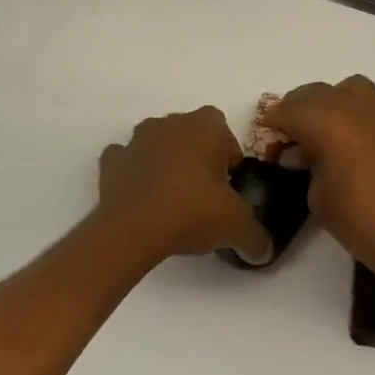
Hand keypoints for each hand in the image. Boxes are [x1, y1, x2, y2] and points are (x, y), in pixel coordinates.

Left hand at [98, 108, 272, 262]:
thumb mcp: (236, 226)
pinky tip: (141, 199)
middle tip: (203, 195)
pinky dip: (134, 174)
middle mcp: (169, 124)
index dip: (229, 158)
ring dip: (165, 162)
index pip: (224, 132)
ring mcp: (136, 140)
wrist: (133, 229)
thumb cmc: (192, 211)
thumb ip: (256, 236)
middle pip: (190, 135)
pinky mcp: (111, 161)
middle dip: (197, 158)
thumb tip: (263, 251)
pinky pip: (127, 161)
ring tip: (171, 200)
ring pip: (157, 144)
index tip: (228, 188)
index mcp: (205, 126)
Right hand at [266, 77, 374, 306]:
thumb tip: (305, 154)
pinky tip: (367, 146)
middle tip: (293, 132)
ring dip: (335, 102)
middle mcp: (359, 108)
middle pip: (318, 92)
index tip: (267, 134)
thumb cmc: (365, 225)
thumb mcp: (319, 200)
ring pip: (353, 89)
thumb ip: (307, 167)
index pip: (289, 110)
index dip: (273, 121)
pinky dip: (365, 118)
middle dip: (300, 108)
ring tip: (332, 129)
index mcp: (329, 124)